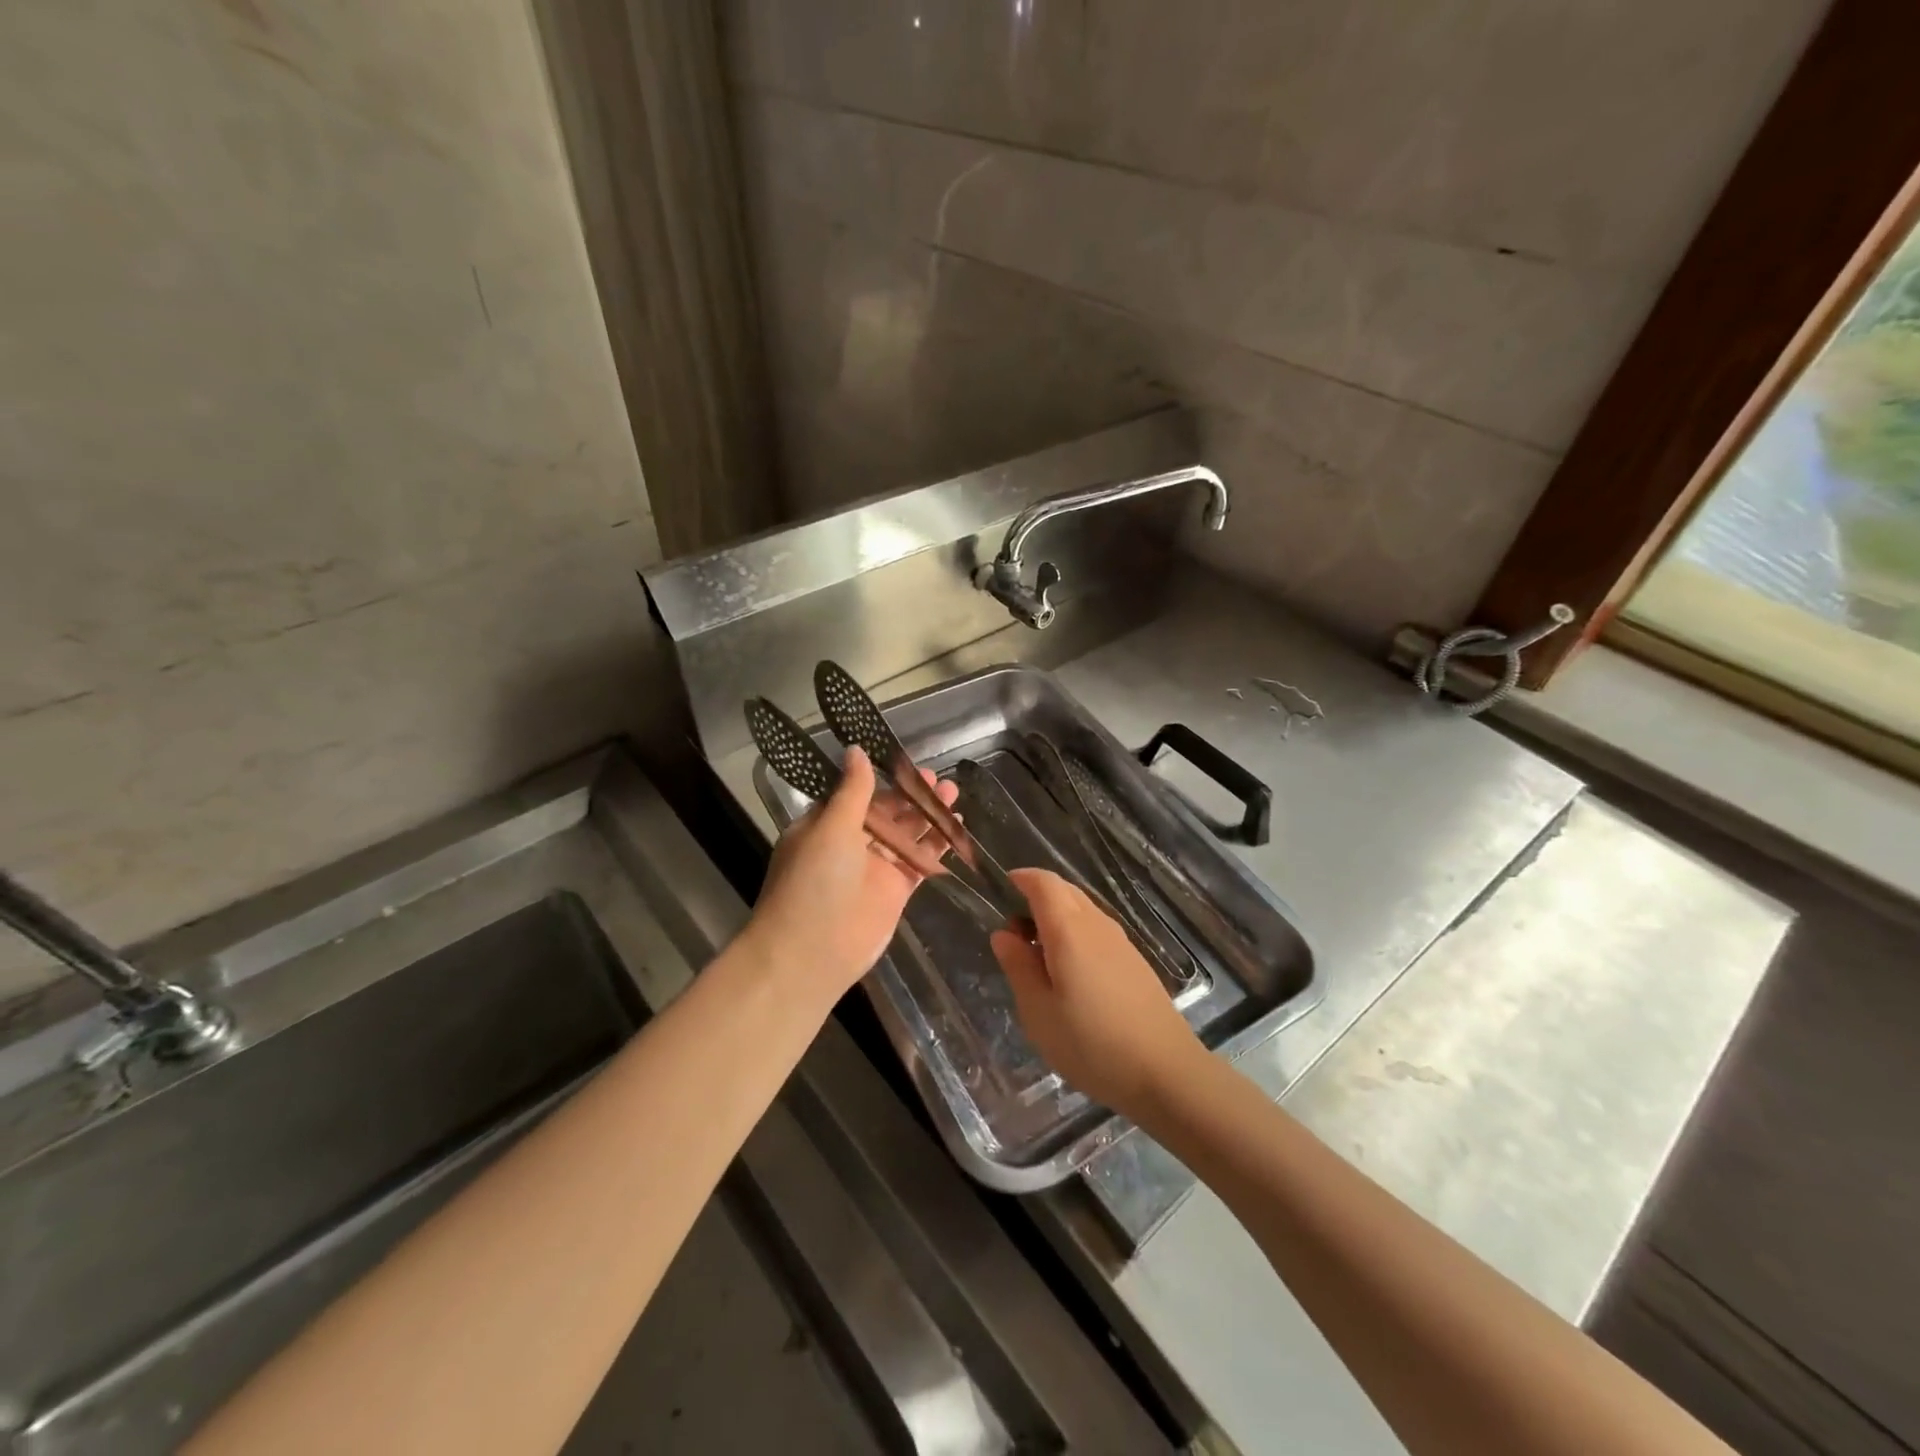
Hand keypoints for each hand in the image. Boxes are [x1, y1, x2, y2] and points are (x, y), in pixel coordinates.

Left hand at [743, 747, 958, 1003]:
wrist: (813, 951)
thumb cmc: (815, 881)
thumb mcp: (831, 827)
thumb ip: (852, 790)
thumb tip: (855, 749)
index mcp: (825, 824)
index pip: (857, 793)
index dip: (883, 779)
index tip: (907, 763)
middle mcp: (850, 843)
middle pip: (887, 812)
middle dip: (911, 795)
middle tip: (938, 778)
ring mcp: (875, 867)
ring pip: (907, 834)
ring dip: (928, 814)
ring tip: (953, 792)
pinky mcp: (896, 889)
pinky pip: (920, 860)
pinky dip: (937, 844)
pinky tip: (957, 826)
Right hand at [991, 868, 1204, 1116]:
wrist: (1166, 1073)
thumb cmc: (1091, 1044)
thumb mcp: (1038, 1012)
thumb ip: (1018, 967)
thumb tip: (1003, 934)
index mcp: (1069, 930)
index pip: (1044, 883)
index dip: (1022, 878)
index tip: (1002, 888)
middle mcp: (1097, 925)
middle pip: (1065, 891)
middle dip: (1037, 897)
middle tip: (1014, 932)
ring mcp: (1121, 942)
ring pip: (1083, 910)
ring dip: (1057, 918)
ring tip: (1038, 957)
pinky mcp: (1135, 962)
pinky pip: (1097, 930)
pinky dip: (1076, 934)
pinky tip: (1070, 973)